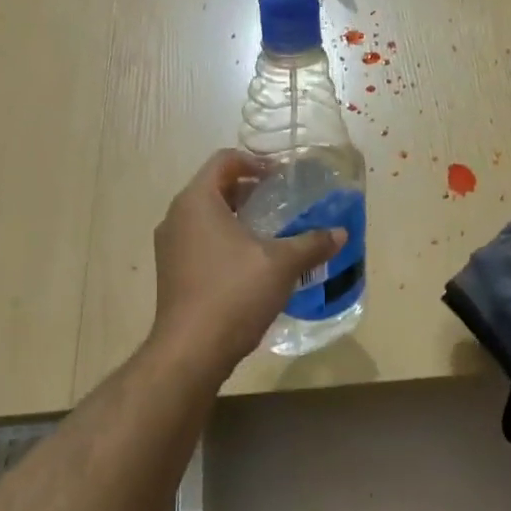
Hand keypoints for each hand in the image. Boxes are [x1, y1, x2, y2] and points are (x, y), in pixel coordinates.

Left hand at [151, 151, 345, 370]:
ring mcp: (170, 247)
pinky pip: (200, 243)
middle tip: (282, 203)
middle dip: (249, 192)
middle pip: (214, 188)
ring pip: (207, 218)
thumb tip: (341, 234)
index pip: (224, 161)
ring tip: (272, 234)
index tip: (282, 176)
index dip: (255, 161)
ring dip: (238, 219)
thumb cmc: (234, 293)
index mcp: (197, 201)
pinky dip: (225, 242)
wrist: (192, 349)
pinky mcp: (172, 273)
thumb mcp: (281, 265)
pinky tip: (253, 265)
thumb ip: (312, 243)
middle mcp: (176, 217)